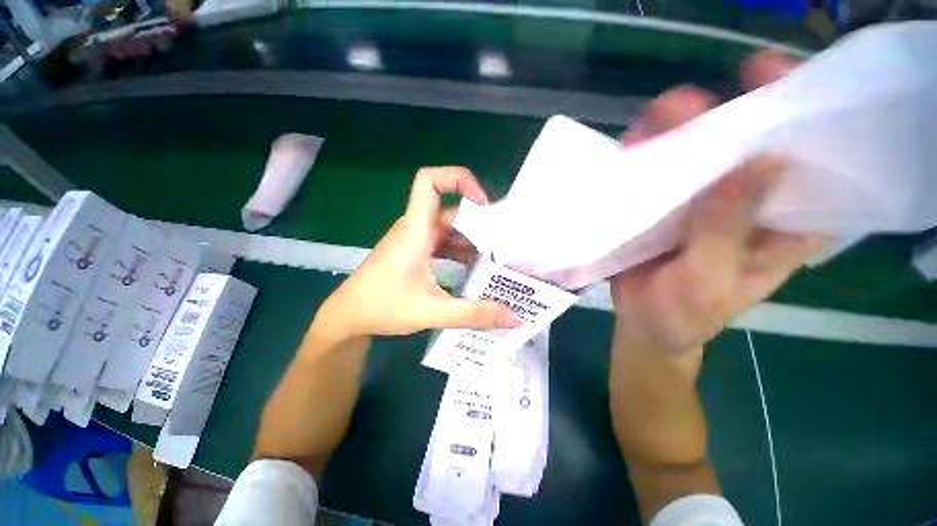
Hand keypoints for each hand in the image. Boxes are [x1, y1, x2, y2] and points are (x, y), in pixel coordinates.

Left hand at [310, 167, 521, 344]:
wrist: (347, 318)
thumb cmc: (382, 307)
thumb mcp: (432, 311)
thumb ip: (473, 314)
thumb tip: (515, 319)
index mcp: (415, 230)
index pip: (429, 181)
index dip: (458, 179)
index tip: (484, 203)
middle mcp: (415, 229)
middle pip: (451, 211)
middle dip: (479, 223)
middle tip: (505, 242)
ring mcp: (414, 241)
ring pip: (449, 230)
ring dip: (471, 241)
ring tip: (496, 259)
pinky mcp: (414, 253)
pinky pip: (442, 244)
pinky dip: (460, 252)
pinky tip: (473, 270)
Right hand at [610, 52, 825, 352]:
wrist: (644, 323)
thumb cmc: (684, 314)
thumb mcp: (709, 281)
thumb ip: (728, 230)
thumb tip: (762, 160)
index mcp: (783, 223)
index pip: (811, 160)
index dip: (800, 113)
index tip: (771, 76)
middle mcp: (748, 201)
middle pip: (747, 143)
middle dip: (720, 114)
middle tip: (685, 108)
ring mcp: (703, 200)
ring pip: (699, 151)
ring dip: (675, 131)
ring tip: (650, 125)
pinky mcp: (667, 205)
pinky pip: (661, 171)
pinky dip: (647, 155)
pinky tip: (630, 148)